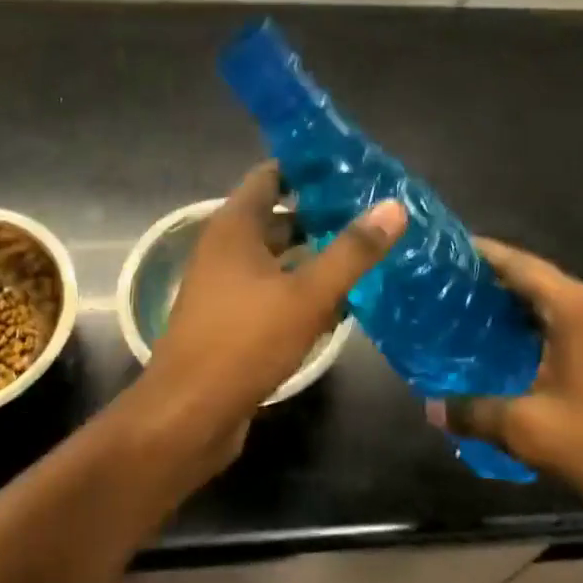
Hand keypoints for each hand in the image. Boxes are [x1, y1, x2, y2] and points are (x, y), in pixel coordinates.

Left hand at [128, 164, 405, 475]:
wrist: (189, 415)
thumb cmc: (244, 342)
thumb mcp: (306, 295)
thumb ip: (351, 251)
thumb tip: (393, 206)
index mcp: (234, 227)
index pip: (270, 176)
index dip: (307, 167)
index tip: (351, 168)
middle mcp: (226, 248)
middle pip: (277, 216)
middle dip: (321, 213)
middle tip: (372, 210)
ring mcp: (227, 285)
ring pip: (278, 257)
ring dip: (315, 253)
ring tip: (366, 250)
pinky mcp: (233, 319)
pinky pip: (273, 290)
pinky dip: (302, 288)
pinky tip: (341, 300)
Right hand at [436, 241, 582, 522]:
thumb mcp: (532, 433)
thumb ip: (476, 413)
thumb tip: (431, 409)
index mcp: (580, 307)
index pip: (519, 264)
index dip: (482, 254)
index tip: (448, 251)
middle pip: (542, 281)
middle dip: (498, 286)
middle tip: (453, 296)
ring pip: (566, 304)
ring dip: (527, 310)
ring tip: (482, 323)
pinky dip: (554, 328)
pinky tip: (530, 351)